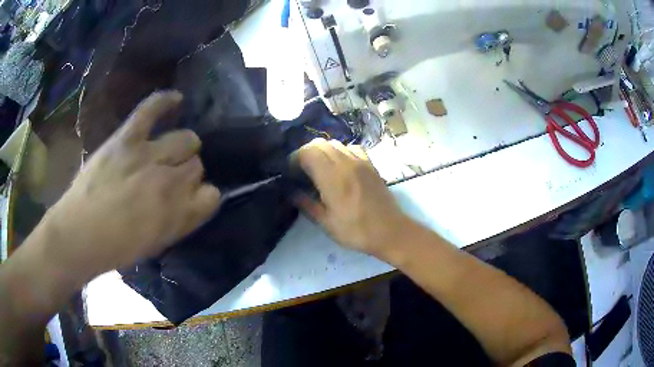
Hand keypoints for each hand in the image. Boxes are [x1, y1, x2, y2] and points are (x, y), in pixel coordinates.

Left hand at [37, 91, 220, 276]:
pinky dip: (165, 101)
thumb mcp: (157, 243)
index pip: (212, 195)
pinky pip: (151, 110)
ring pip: (185, 139)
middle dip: (187, 172)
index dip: (203, 196)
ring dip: (183, 147)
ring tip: (169, 151)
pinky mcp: (127, 139)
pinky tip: (176, 99)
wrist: (79, 234)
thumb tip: (194, 199)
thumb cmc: (117, 248)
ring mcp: (147, 156)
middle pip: (197, 165)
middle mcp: (169, 182)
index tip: (191, 199)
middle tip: (170, 179)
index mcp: (177, 214)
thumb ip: (181, 220)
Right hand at [296, 138, 409, 256]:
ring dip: (323, 151)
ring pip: (335, 143)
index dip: (295, 158)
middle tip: (302, 170)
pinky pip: (351, 148)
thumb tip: (292, 193)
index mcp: (332, 178)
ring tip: (320, 169)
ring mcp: (360, 161)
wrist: (390, 231)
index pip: (307, 152)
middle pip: (319, 143)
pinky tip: (341, 167)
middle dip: (306, 153)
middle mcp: (345, 163)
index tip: (291, 172)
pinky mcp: (370, 164)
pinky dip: (341, 152)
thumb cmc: (356, 230)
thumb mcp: (327, 223)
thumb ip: (307, 204)